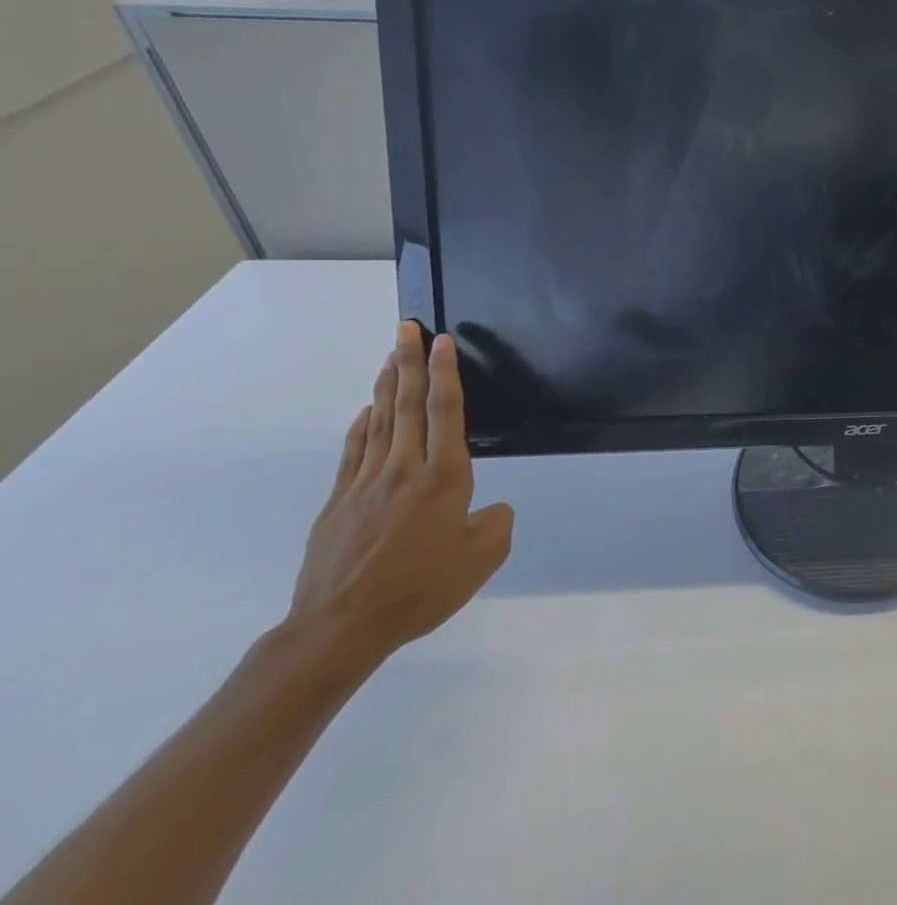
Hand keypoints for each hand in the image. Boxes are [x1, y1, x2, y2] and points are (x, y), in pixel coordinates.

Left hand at [285, 323, 513, 675]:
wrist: (339, 630)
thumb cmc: (420, 589)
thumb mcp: (482, 559)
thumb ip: (496, 524)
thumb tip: (491, 510)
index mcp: (443, 478)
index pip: (445, 412)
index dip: (445, 373)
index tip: (442, 341)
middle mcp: (404, 470)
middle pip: (406, 405)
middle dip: (409, 363)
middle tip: (406, 328)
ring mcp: (365, 485)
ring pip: (378, 422)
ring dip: (385, 386)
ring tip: (390, 356)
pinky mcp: (338, 505)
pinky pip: (353, 454)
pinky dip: (361, 427)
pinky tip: (365, 413)